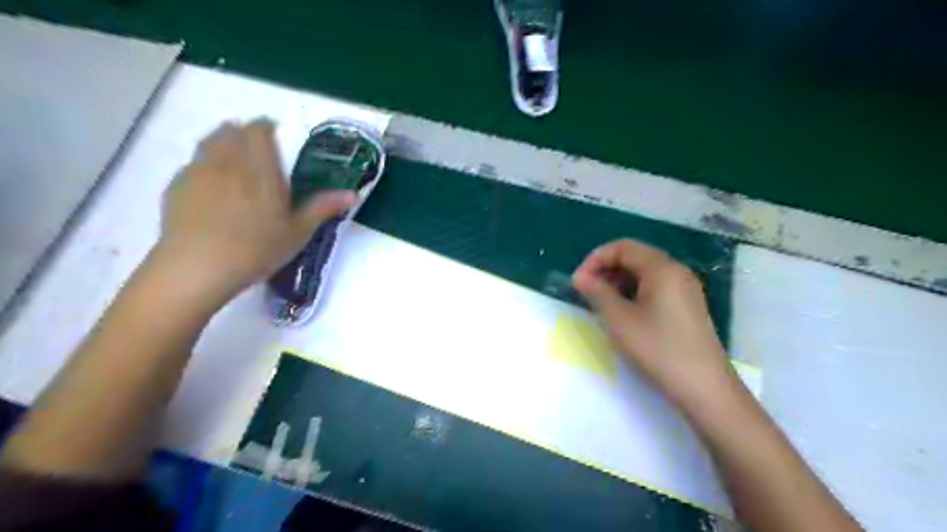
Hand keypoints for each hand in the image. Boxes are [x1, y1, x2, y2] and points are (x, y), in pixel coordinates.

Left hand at [152, 118, 357, 305]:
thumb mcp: (298, 231)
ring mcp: (198, 171)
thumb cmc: (256, 249)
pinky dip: (206, 164)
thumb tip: (353, 194)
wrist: (198, 268)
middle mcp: (228, 161)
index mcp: (260, 169)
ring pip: (210, 141)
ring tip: (236, 164)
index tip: (275, 135)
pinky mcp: (177, 185)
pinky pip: (194, 162)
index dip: (266, 127)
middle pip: (232, 130)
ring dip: (224, 143)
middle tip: (258, 153)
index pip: (259, 130)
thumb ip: (323, 207)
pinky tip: (213, 187)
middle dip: (245, 134)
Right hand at [574, 239, 735, 405]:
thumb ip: (597, 292)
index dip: (595, 259)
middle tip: (586, 291)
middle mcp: (676, 271)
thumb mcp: (619, 319)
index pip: (622, 247)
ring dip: (618, 280)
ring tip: (601, 302)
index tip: (578, 281)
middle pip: (635, 256)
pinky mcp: (687, 305)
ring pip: (644, 272)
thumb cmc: (657, 349)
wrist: (703, 387)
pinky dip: (634, 291)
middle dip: (606, 268)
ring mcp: (685, 288)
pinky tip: (623, 311)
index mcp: (662, 268)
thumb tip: (580, 277)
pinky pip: (655, 286)